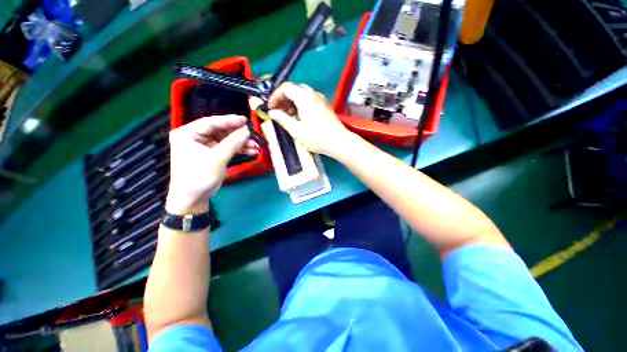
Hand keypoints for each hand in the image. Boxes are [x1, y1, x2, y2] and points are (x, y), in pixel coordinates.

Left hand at [166, 115, 257, 214]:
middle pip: (220, 131)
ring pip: (226, 140)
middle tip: (253, 135)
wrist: (193, 199)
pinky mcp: (212, 154)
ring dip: (241, 143)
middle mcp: (195, 137)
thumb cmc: (199, 177)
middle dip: (238, 135)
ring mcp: (204, 146)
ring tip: (255, 146)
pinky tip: (250, 151)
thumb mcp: (217, 158)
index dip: (229, 121)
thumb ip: (233, 143)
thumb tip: (247, 130)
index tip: (245, 120)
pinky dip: (238, 149)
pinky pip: (227, 148)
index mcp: (187, 133)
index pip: (211, 122)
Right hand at [263, 82, 355, 156]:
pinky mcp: (325, 106)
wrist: (339, 142)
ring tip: (288, 117)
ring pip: (301, 95)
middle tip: (278, 113)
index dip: (275, 96)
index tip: (270, 108)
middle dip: (283, 100)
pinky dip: (301, 106)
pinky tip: (300, 118)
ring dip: (292, 103)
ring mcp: (320, 99)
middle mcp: (312, 94)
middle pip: (294, 90)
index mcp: (304, 96)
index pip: (285, 87)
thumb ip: (282, 119)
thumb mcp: (296, 130)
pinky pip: (309, 101)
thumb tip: (272, 112)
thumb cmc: (316, 137)